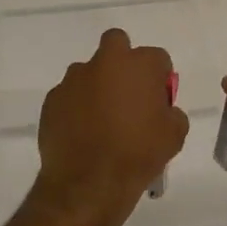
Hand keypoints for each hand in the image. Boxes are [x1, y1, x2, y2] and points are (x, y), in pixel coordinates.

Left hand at [34, 28, 187, 225]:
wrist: (88, 183)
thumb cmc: (137, 155)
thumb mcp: (173, 137)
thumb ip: (172, 113)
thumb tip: (163, 110)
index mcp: (139, 65)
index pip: (157, 57)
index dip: (159, 77)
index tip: (158, 98)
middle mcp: (105, 62)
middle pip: (116, 43)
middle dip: (123, 60)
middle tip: (127, 92)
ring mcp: (74, 79)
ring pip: (89, 71)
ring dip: (96, 85)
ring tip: (101, 120)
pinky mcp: (52, 98)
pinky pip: (69, 95)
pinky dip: (76, 107)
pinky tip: (81, 133)